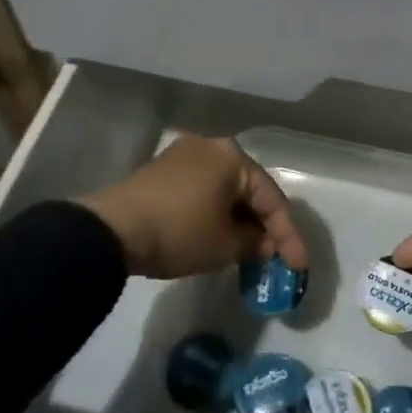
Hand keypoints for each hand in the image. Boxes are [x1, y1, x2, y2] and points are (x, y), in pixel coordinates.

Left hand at [79, 135, 306, 279]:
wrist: (113, 230)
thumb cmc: (180, 232)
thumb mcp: (224, 245)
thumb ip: (254, 243)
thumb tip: (263, 243)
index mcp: (233, 157)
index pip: (272, 198)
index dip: (288, 235)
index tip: (299, 266)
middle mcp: (211, 146)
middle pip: (248, 189)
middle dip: (263, 225)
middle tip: (275, 256)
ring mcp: (184, 155)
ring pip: (224, 190)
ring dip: (238, 219)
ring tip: (248, 250)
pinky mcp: (162, 170)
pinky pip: (202, 190)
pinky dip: (215, 212)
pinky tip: (218, 234)